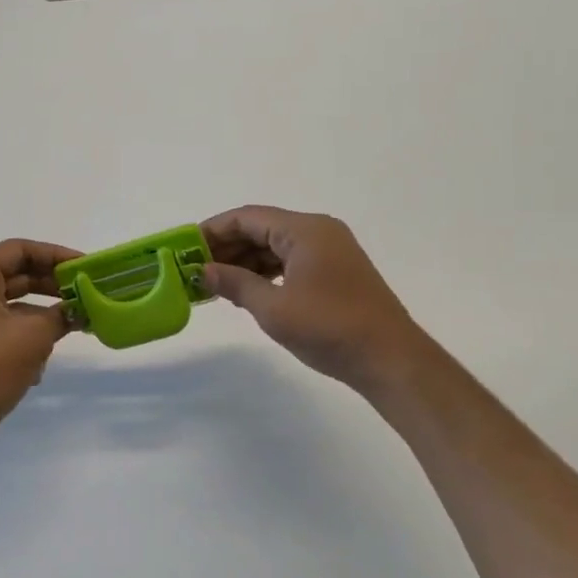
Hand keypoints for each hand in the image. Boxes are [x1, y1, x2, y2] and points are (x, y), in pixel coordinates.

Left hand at [0, 238, 79, 445]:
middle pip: (16, 275)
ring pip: (14, 304)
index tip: (84, 267)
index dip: (55, 255)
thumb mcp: (34, 334)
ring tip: (74, 323)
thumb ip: (62, 314)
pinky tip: (43, 360)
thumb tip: (80, 310)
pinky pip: (6, 326)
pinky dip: (28, 335)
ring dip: (44, 313)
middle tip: (85, 292)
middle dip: (52, 285)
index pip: (19, 250)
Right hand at [200, 206, 429, 394]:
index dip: (213, 230)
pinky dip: (267, 271)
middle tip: (196, 268)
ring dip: (246, 260)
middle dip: (228, 246)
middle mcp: (318, 231)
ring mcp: (331, 251)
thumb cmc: (329, 328)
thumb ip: (235, 284)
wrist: (391, 360)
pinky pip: (291, 260)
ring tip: (216, 281)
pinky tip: (248, 289)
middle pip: (262, 228)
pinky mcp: (337, 272)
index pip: (248, 218)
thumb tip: (203, 271)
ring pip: (276, 245)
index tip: (186, 247)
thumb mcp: (274, 309)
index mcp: (304, 230)